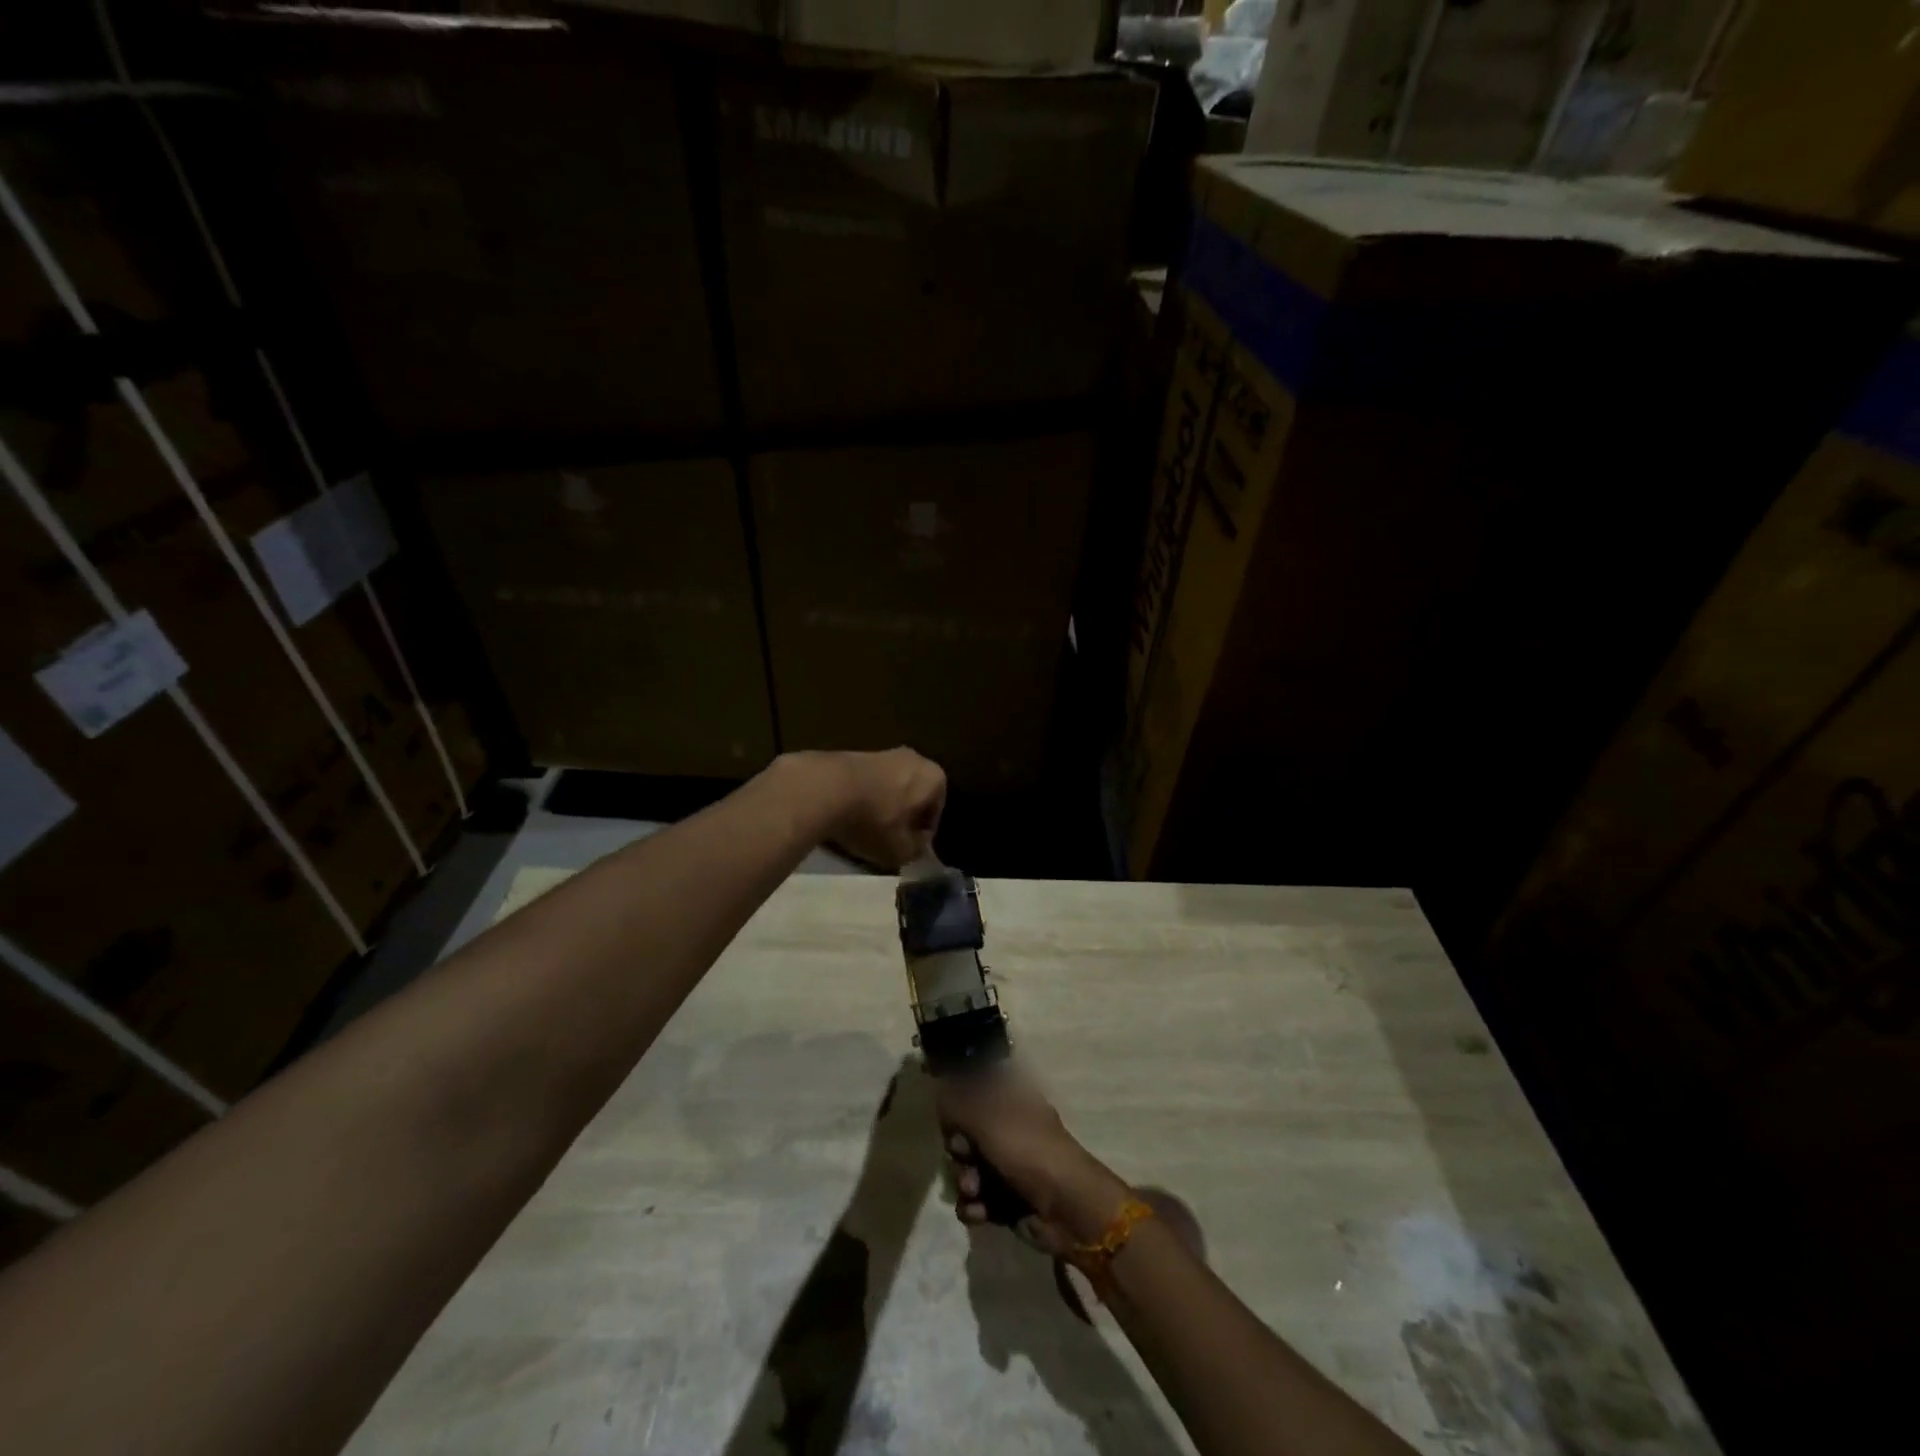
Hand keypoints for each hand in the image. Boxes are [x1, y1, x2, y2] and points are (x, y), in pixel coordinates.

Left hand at [789, 748, 945, 870]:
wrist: (824, 789)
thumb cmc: (874, 821)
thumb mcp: (901, 850)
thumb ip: (916, 849)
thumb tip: (916, 844)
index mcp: (934, 777)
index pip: (935, 813)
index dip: (921, 836)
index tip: (906, 849)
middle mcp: (914, 758)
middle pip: (913, 796)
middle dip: (903, 817)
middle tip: (888, 839)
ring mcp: (883, 752)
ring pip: (890, 787)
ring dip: (881, 806)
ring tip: (864, 829)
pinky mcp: (855, 753)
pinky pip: (867, 782)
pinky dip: (862, 797)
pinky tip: (847, 815)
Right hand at [937, 1070, 1131, 1254]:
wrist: (1068, 1208)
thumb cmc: (1029, 1151)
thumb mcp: (989, 1119)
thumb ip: (958, 1104)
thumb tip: (939, 1090)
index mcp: (1010, 1101)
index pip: (974, 1093)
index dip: (958, 1106)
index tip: (950, 1117)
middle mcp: (1009, 1129)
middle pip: (966, 1134)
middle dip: (959, 1149)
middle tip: (964, 1155)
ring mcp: (1009, 1165)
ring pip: (969, 1168)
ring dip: (965, 1181)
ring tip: (974, 1191)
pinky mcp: (1007, 1199)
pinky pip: (978, 1199)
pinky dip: (975, 1206)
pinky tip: (980, 1213)